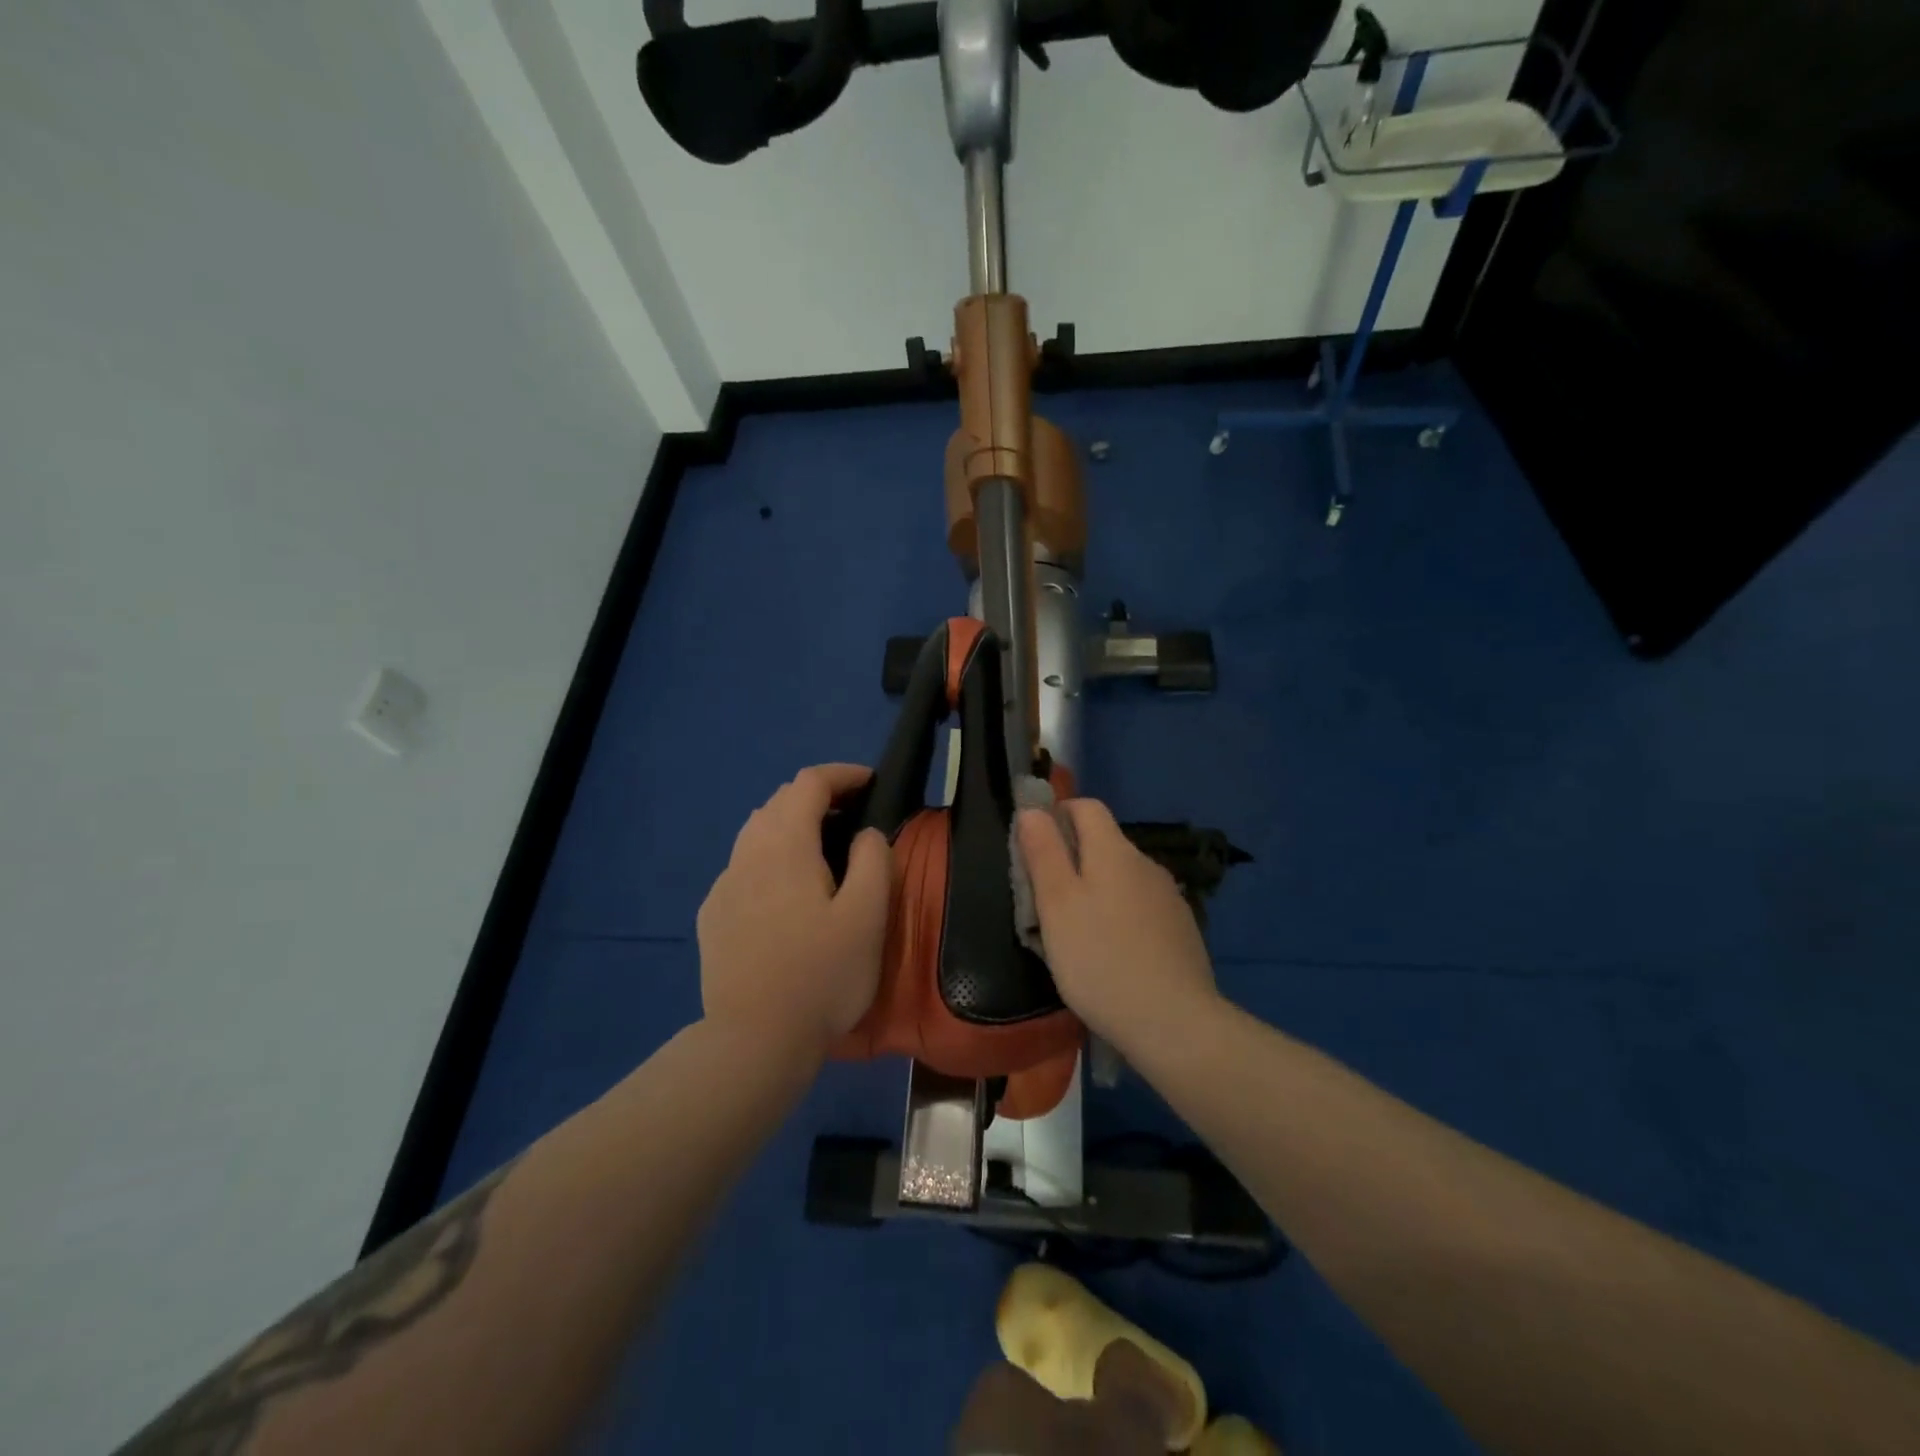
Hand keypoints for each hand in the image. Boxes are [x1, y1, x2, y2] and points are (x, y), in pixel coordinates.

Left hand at [697, 764, 891, 1057]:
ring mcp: (724, 886)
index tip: (872, 784)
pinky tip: (786, 895)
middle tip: (854, 819)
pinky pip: (744, 867)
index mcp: (784, 845)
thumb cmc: (821, 976)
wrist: (753, 1042)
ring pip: (756, 832)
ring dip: (792, 826)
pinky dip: (770, 859)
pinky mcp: (713, 916)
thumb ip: (872, 860)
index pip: (808, 783)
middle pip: (779, 802)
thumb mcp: (868, 916)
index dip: (842, 775)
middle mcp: (746, 854)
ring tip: (823, 852)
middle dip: (818, 797)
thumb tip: (865, 834)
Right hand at [1015, 800, 1219, 1053]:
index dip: (1058, 815)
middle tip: (1045, 900)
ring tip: (1075, 933)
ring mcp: (1169, 897)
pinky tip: (1111, 953)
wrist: (1174, 1022)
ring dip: (1097, 890)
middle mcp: (1146, 864)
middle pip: (1104, 843)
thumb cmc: (1100, 959)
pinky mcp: (1181, 929)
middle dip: (1072, 859)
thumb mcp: (1057, 905)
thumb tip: (1033, 809)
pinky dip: (1120, 916)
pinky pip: (1140, 907)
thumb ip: (1043, 852)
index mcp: (1114, 851)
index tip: (1035, 847)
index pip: (1086, 807)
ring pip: (1122, 878)